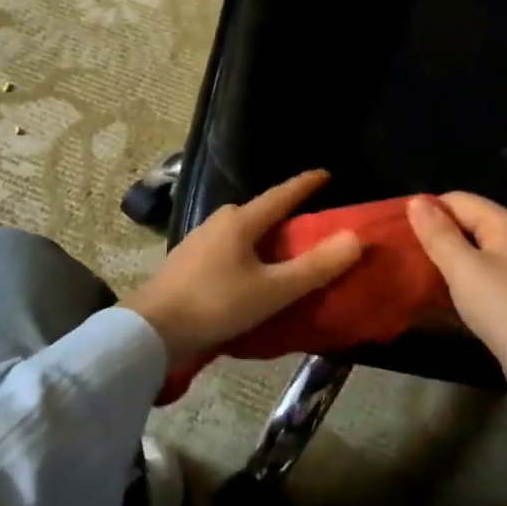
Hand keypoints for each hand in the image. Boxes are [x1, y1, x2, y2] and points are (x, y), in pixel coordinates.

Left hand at [130, 170, 362, 398]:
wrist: (151, 331)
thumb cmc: (216, 305)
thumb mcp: (273, 290)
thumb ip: (316, 267)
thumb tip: (355, 238)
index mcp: (240, 222)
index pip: (281, 195)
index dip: (305, 185)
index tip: (325, 174)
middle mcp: (218, 223)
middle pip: (258, 212)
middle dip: (282, 214)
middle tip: (306, 225)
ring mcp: (197, 242)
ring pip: (239, 231)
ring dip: (261, 237)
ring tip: (279, 254)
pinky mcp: (185, 263)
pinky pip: (224, 249)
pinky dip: (243, 255)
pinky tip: (245, 274)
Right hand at [407, 193, 506, 410]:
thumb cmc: (503, 308)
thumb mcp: (463, 268)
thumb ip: (438, 233)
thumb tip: (415, 200)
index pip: (458, 200)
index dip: (427, 211)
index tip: (396, 231)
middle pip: (466, 224)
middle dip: (434, 236)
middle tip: (400, 254)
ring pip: (472, 253)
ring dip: (444, 261)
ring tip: (411, 273)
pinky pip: (480, 276)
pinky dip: (459, 281)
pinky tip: (436, 296)